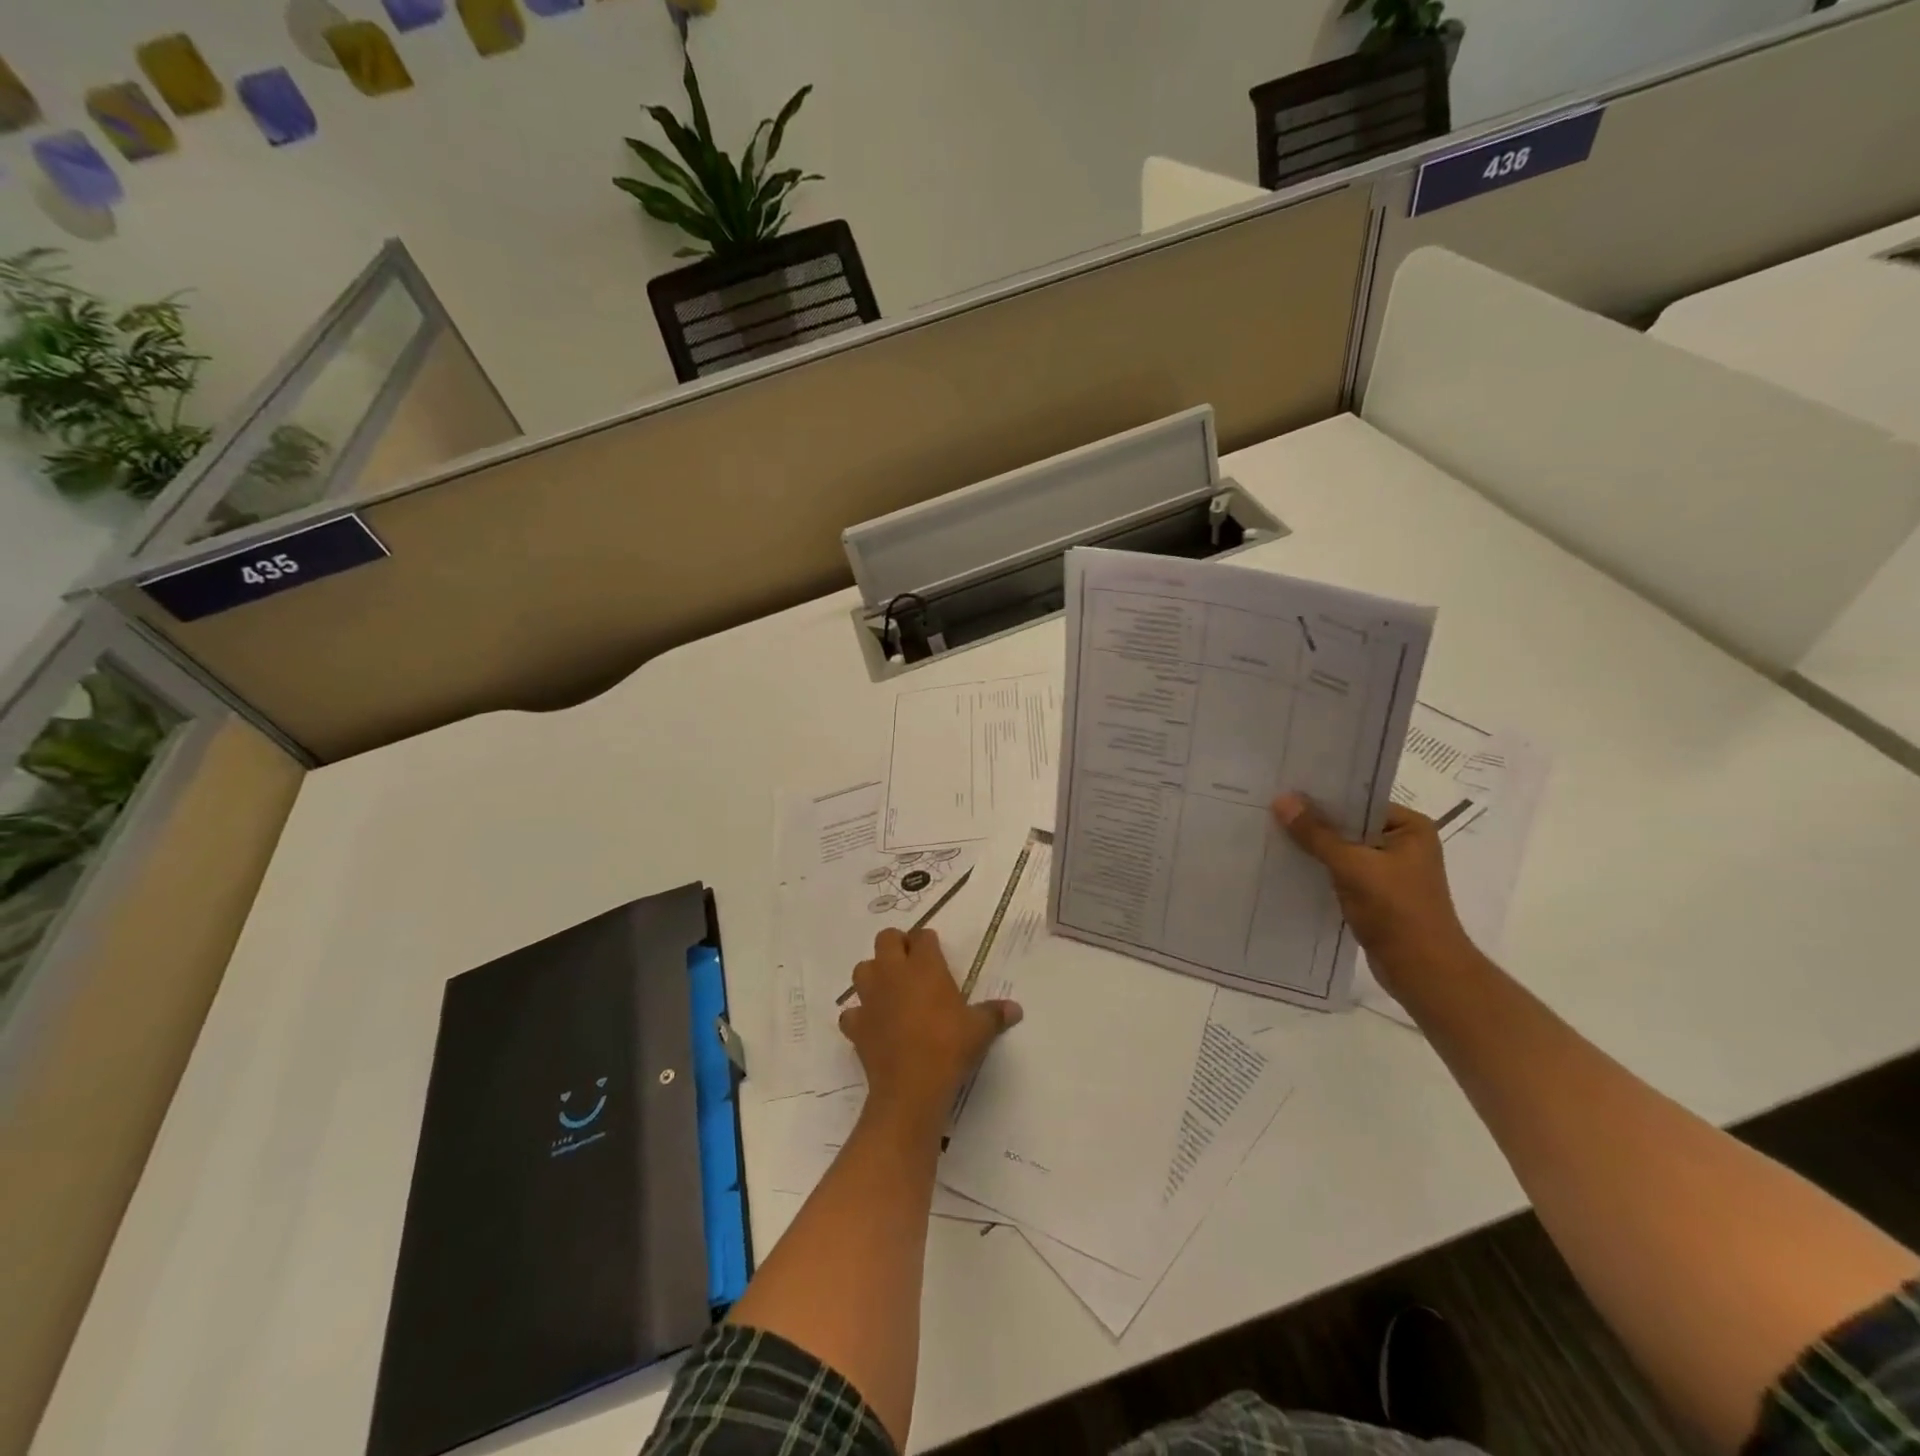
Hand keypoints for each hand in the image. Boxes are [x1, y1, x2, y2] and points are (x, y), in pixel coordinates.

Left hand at [839, 928, 1022, 1125]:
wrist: (911, 1088)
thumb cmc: (949, 1047)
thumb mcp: (980, 1030)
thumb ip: (995, 1014)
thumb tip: (1016, 1009)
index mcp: (924, 966)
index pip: (922, 936)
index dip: (928, 942)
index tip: (936, 954)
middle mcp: (893, 973)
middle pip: (886, 939)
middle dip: (897, 945)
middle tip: (911, 964)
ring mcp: (870, 998)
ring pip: (862, 969)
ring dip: (874, 974)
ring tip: (889, 989)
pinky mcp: (856, 1025)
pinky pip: (851, 1012)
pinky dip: (859, 1015)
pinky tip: (872, 1024)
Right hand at [1272, 793, 1474, 994]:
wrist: (1422, 971)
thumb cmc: (1397, 910)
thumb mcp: (1352, 865)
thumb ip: (1316, 834)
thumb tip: (1281, 800)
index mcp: (1410, 827)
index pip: (1360, 801)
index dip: (1323, 796)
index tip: (1285, 788)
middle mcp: (1403, 844)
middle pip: (1349, 824)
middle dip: (1313, 821)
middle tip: (1270, 808)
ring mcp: (1389, 871)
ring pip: (1342, 849)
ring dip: (1313, 847)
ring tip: (1272, 832)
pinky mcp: (1375, 894)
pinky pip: (1341, 872)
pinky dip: (1319, 869)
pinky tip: (1288, 864)